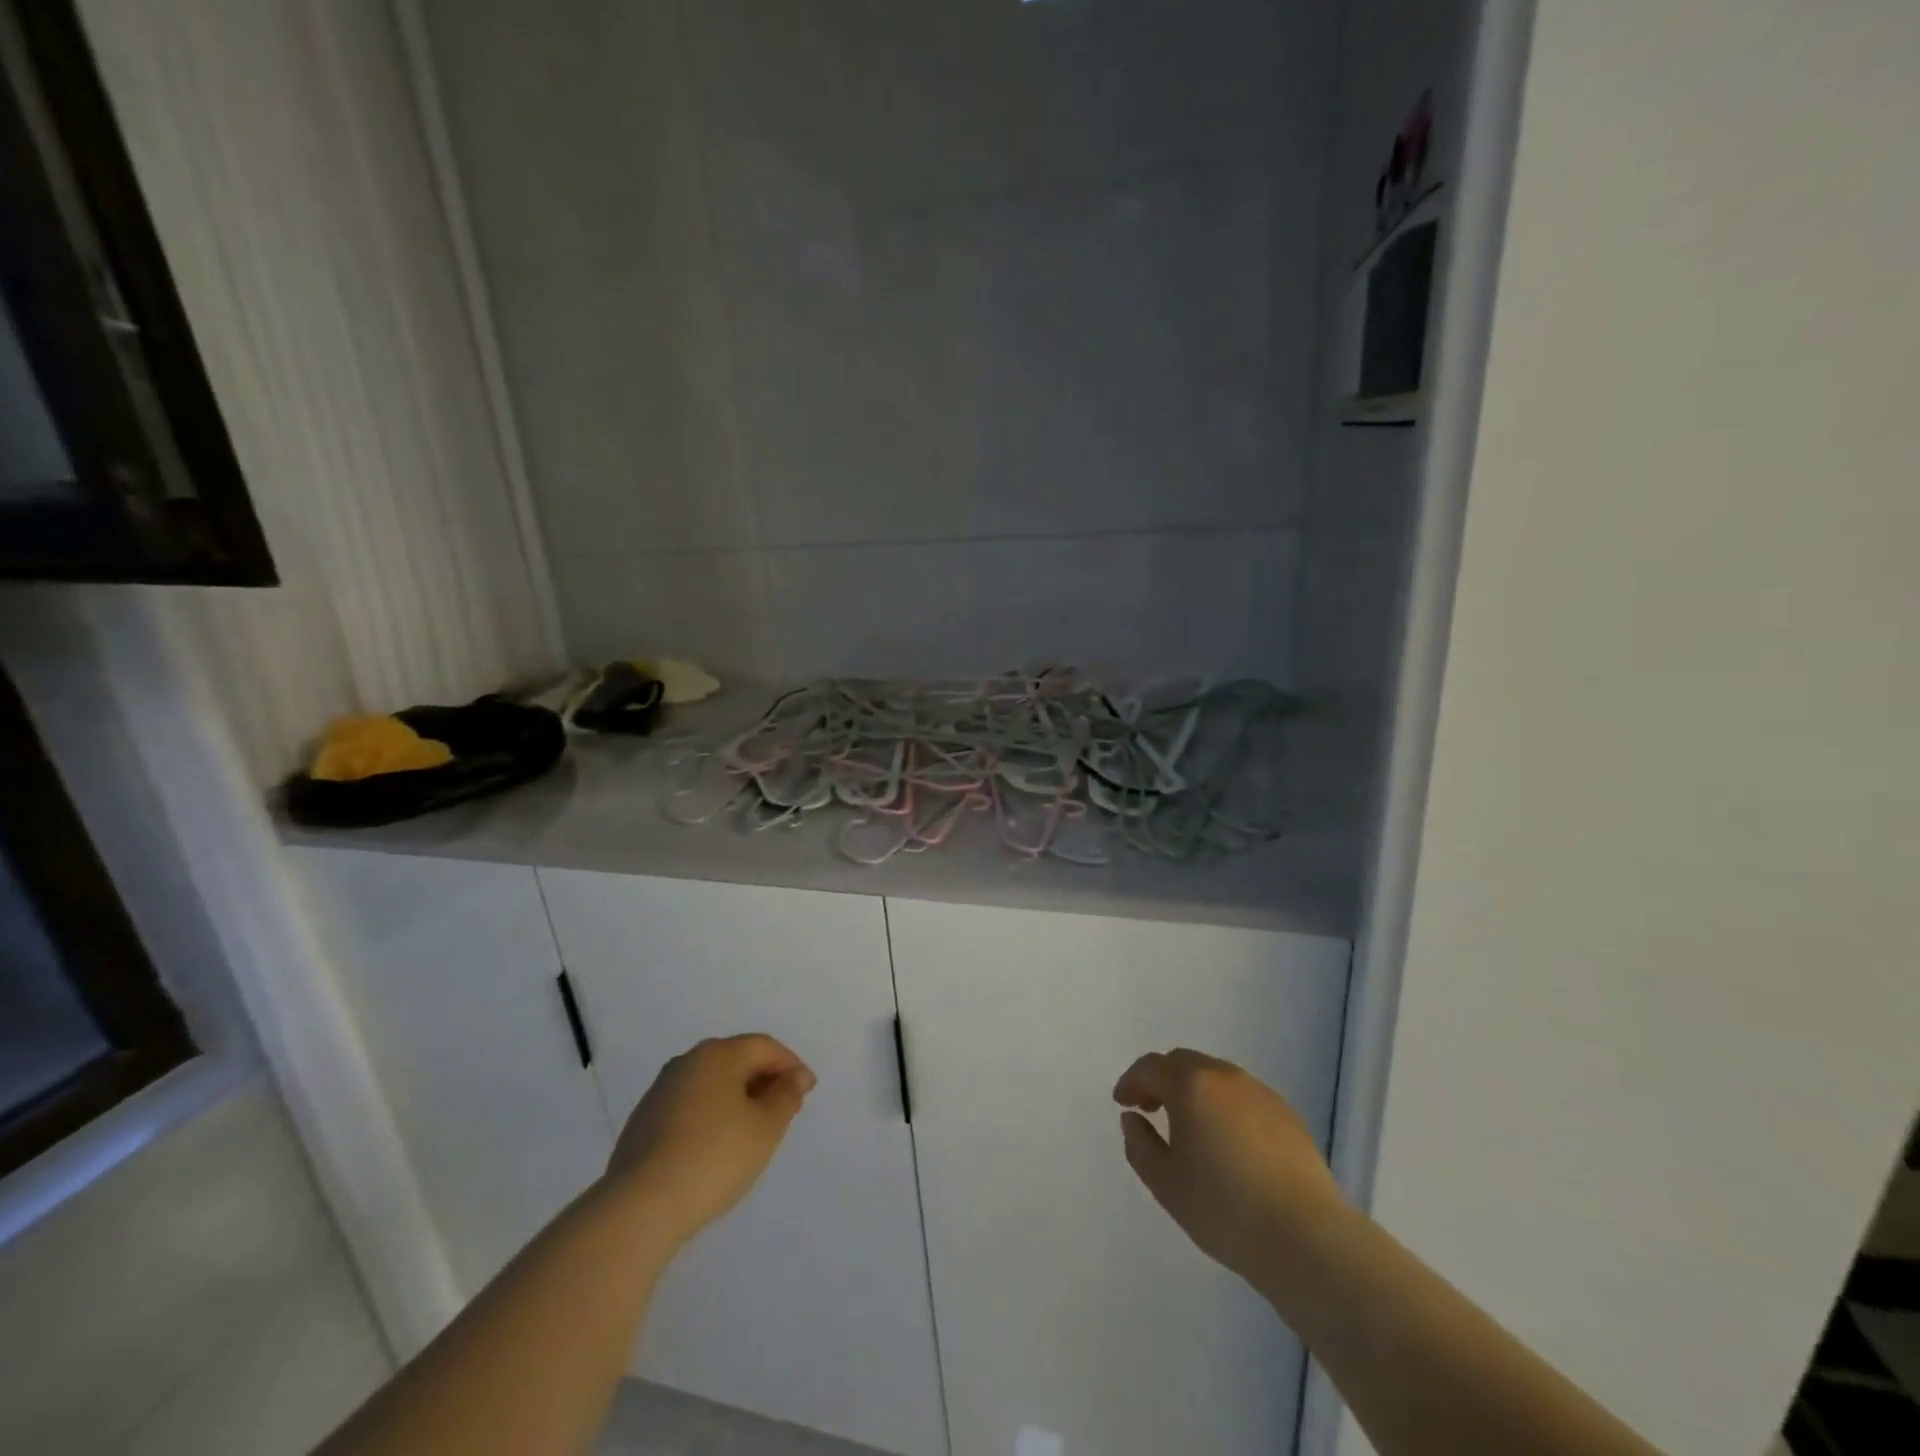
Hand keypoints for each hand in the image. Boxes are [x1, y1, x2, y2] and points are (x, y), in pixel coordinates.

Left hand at [606, 1034, 815, 1249]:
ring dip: (736, 1097)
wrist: (640, 1206)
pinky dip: (711, 1113)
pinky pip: (690, 1104)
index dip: (791, 1065)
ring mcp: (661, 1090)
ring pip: (711, 1082)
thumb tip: (796, 1077)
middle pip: (736, 1059)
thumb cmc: (714, 1158)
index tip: (807, 1091)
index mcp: (719, 1054)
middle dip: (763, 1079)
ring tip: (752, 1128)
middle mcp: (688, 1061)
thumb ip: (786, 1096)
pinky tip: (716, 1144)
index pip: (765, 1047)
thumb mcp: (765, 1128)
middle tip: (783, 1108)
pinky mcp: (643, 1120)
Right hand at [1113, 1048, 1346, 1289]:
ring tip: (1189, 1126)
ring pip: (1215, 1076)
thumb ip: (1140, 1144)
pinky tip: (1227, 1141)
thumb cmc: (1225, 1209)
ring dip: (1193, 1090)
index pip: (1150, 1067)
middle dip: (1161, 1079)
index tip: (1123, 1103)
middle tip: (1150, 1108)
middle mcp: (1224, 1077)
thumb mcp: (1165, 1183)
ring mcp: (1260, 1092)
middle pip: (1183, 1062)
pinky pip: (1242, 1096)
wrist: (1307, 1238)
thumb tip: (1133, 1119)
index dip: (1131, 1082)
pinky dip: (1223, 1105)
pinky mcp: (1286, 1114)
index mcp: (1191, 1085)